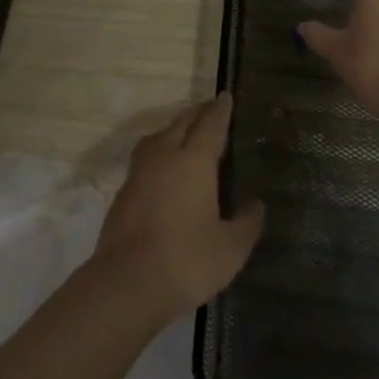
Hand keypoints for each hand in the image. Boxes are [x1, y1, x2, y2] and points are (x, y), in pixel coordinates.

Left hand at [93, 93, 264, 319]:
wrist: (127, 282)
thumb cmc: (187, 260)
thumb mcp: (231, 248)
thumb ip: (247, 223)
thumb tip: (256, 205)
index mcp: (194, 161)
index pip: (211, 125)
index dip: (221, 110)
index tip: (226, 96)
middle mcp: (164, 156)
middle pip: (182, 123)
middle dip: (198, 113)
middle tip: (211, 109)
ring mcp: (139, 173)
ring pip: (158, 137)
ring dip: (174, 129)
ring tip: (186, 134)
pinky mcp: (123, 193)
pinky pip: (145, 158)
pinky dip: (159, 153)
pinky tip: (165, 170)